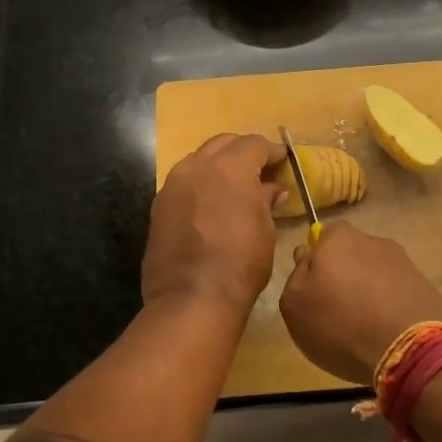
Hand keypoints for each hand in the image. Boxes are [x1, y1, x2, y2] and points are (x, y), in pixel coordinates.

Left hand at [143, 133, 284, 314]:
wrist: (191, 298)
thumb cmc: (240, 263)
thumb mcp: (265, 230)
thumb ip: (265, 201)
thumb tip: (272, 189)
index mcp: (229, 167)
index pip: (254, 144)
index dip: (271, 150)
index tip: (282, 159)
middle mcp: (197, 166)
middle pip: (223, 144)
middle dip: (243, 151)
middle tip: (259, 167)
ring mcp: (173, 184)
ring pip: (199, 160)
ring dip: (218, 165)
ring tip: (234, 184)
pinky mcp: (159, 206)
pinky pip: (184, 183)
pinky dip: (200, 184)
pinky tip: (211, 202)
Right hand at [278, 222, 441, 385]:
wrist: (410, 351)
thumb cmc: (341, 324)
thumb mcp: (295, 305)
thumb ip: (296, 275)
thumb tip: (307, 256)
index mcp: (339, 238)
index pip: (323, 234)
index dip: (316, 259)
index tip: (314, 287)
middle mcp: (374, 241)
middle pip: (351, 253)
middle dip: (344, 274)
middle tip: (336, 308)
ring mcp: (404, 263)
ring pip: (376, 273)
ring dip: (369, 291)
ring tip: (364, 326)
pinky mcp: (426, 287)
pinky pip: (398, 292)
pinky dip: (390, 306)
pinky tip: (386, 332)